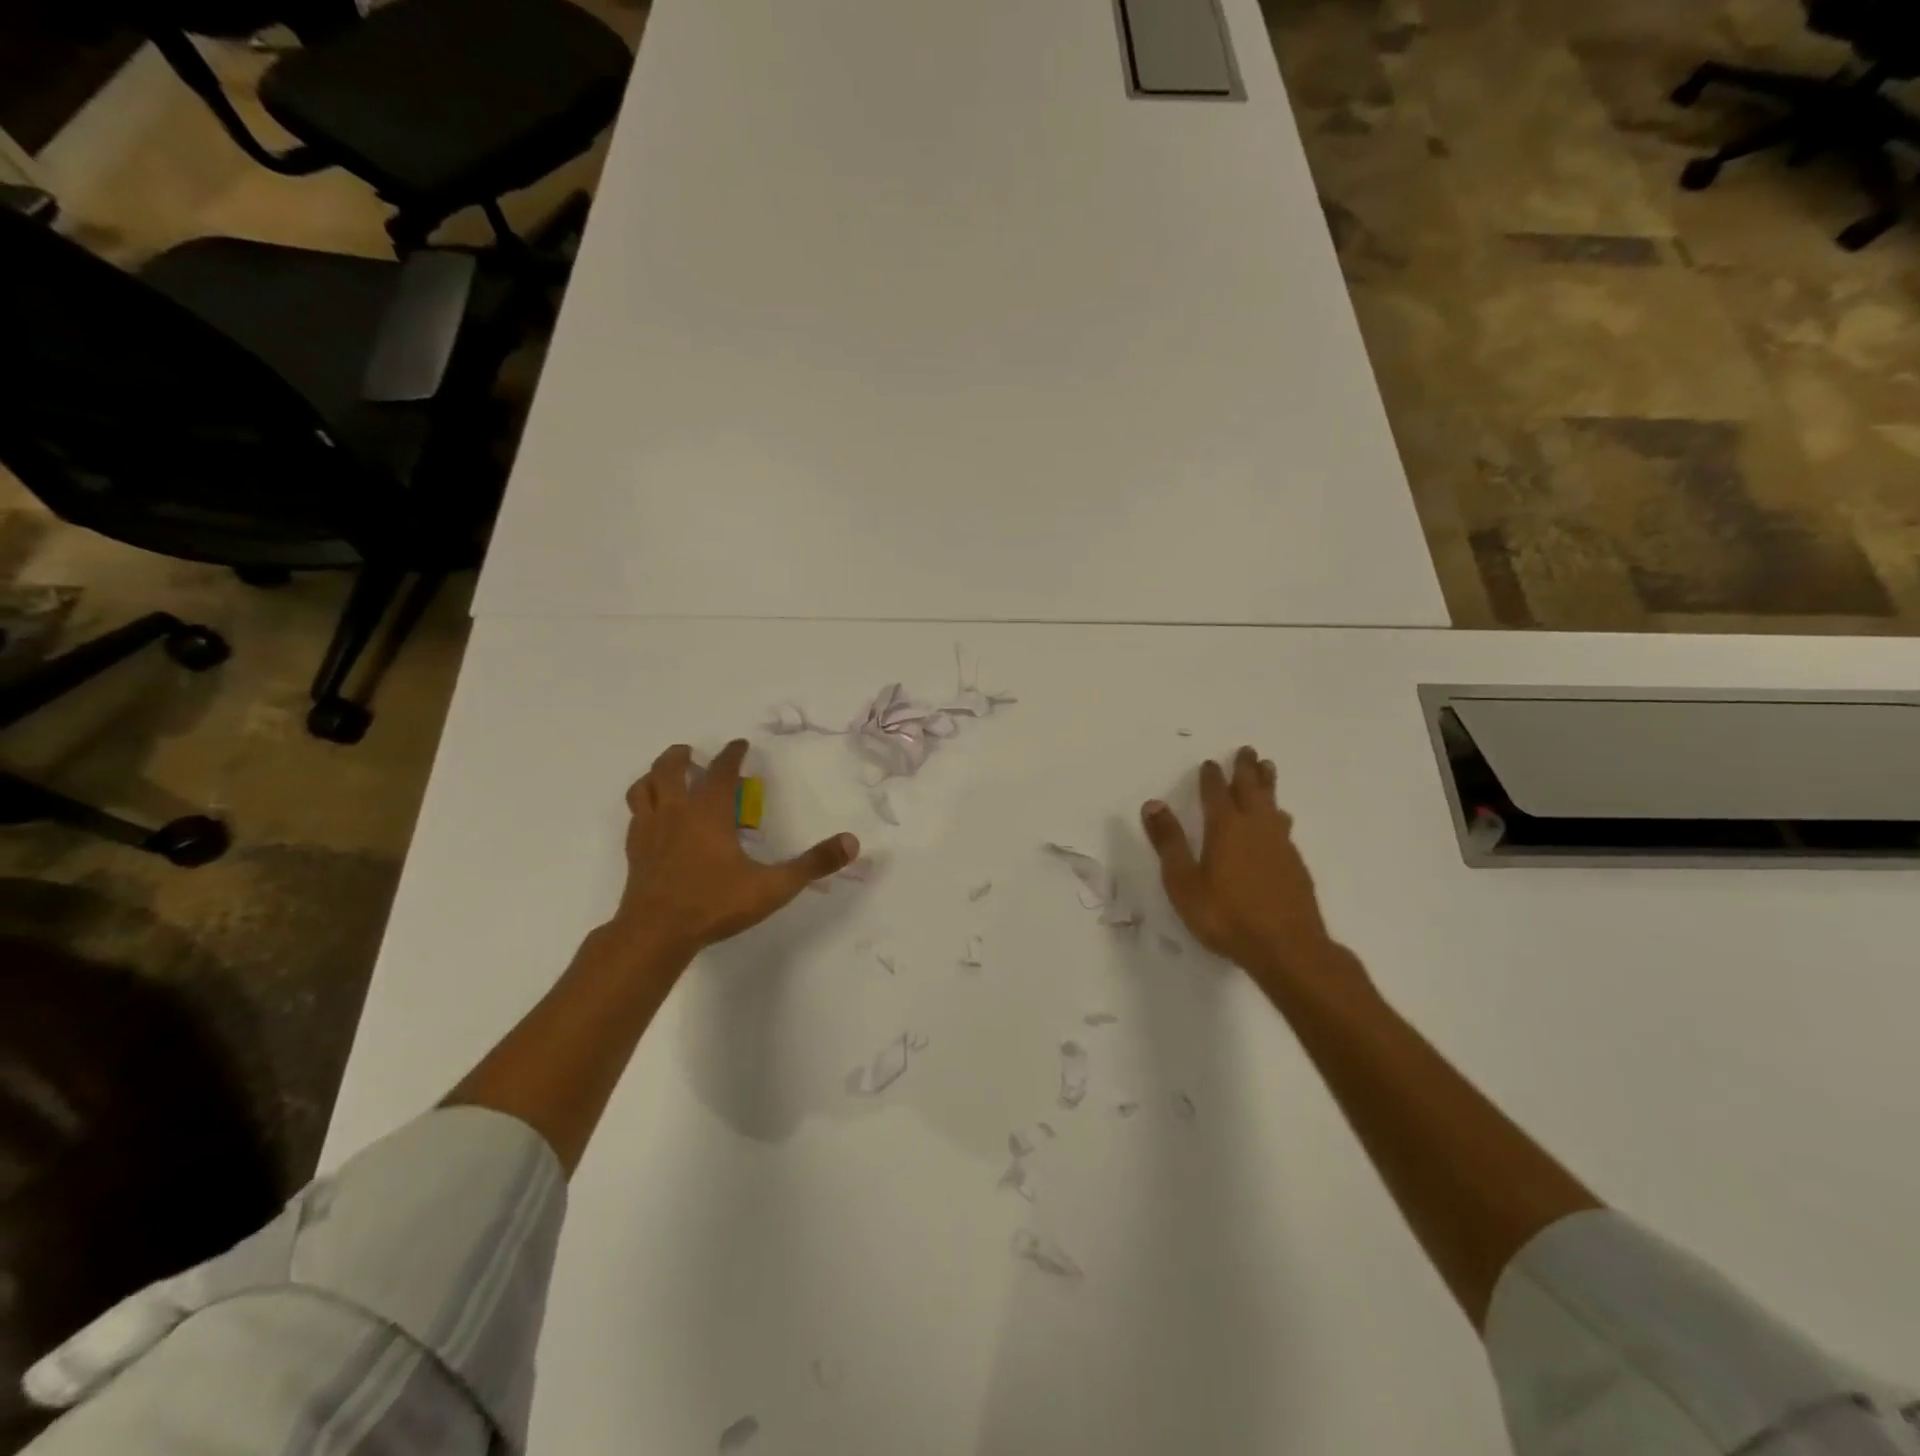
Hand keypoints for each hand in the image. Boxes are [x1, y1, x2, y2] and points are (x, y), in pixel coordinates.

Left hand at [610, 740, 859, 963]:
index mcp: (709, 811)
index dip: (732, 754)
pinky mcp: (635, 852)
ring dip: (655, 775)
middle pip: (670, 768)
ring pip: (644, 787)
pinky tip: (654, 818)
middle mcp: (676, 812)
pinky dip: (645, 806)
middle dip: (682, 756)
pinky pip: (636, 815)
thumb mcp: (773, 886)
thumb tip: (852, 842)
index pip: (720, 770)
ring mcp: (650, 831)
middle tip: (693, 754)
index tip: (740, 745)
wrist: (655, 934)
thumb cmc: (714, 904)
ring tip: (666, 777)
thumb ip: (813, 864)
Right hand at [1141, 746, 1368, 999]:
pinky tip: (1281, 821)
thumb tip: (1153, 804)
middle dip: (1246, 769)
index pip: (1216, 793)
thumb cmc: (1225, 916)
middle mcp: (1255, 828)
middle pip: (1251, 790)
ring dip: (1267, 785)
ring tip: (1268, 770)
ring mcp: (1279, 845)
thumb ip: (1169, 842)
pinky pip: (1284, 827)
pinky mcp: (1295, 865)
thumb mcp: (1183, 882)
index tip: (1210, 763)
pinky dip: (1278, 814)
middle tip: (1247, 750)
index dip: (1211, 777)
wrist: (1287, 947)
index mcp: (1225, 828)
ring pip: (1272, 805)